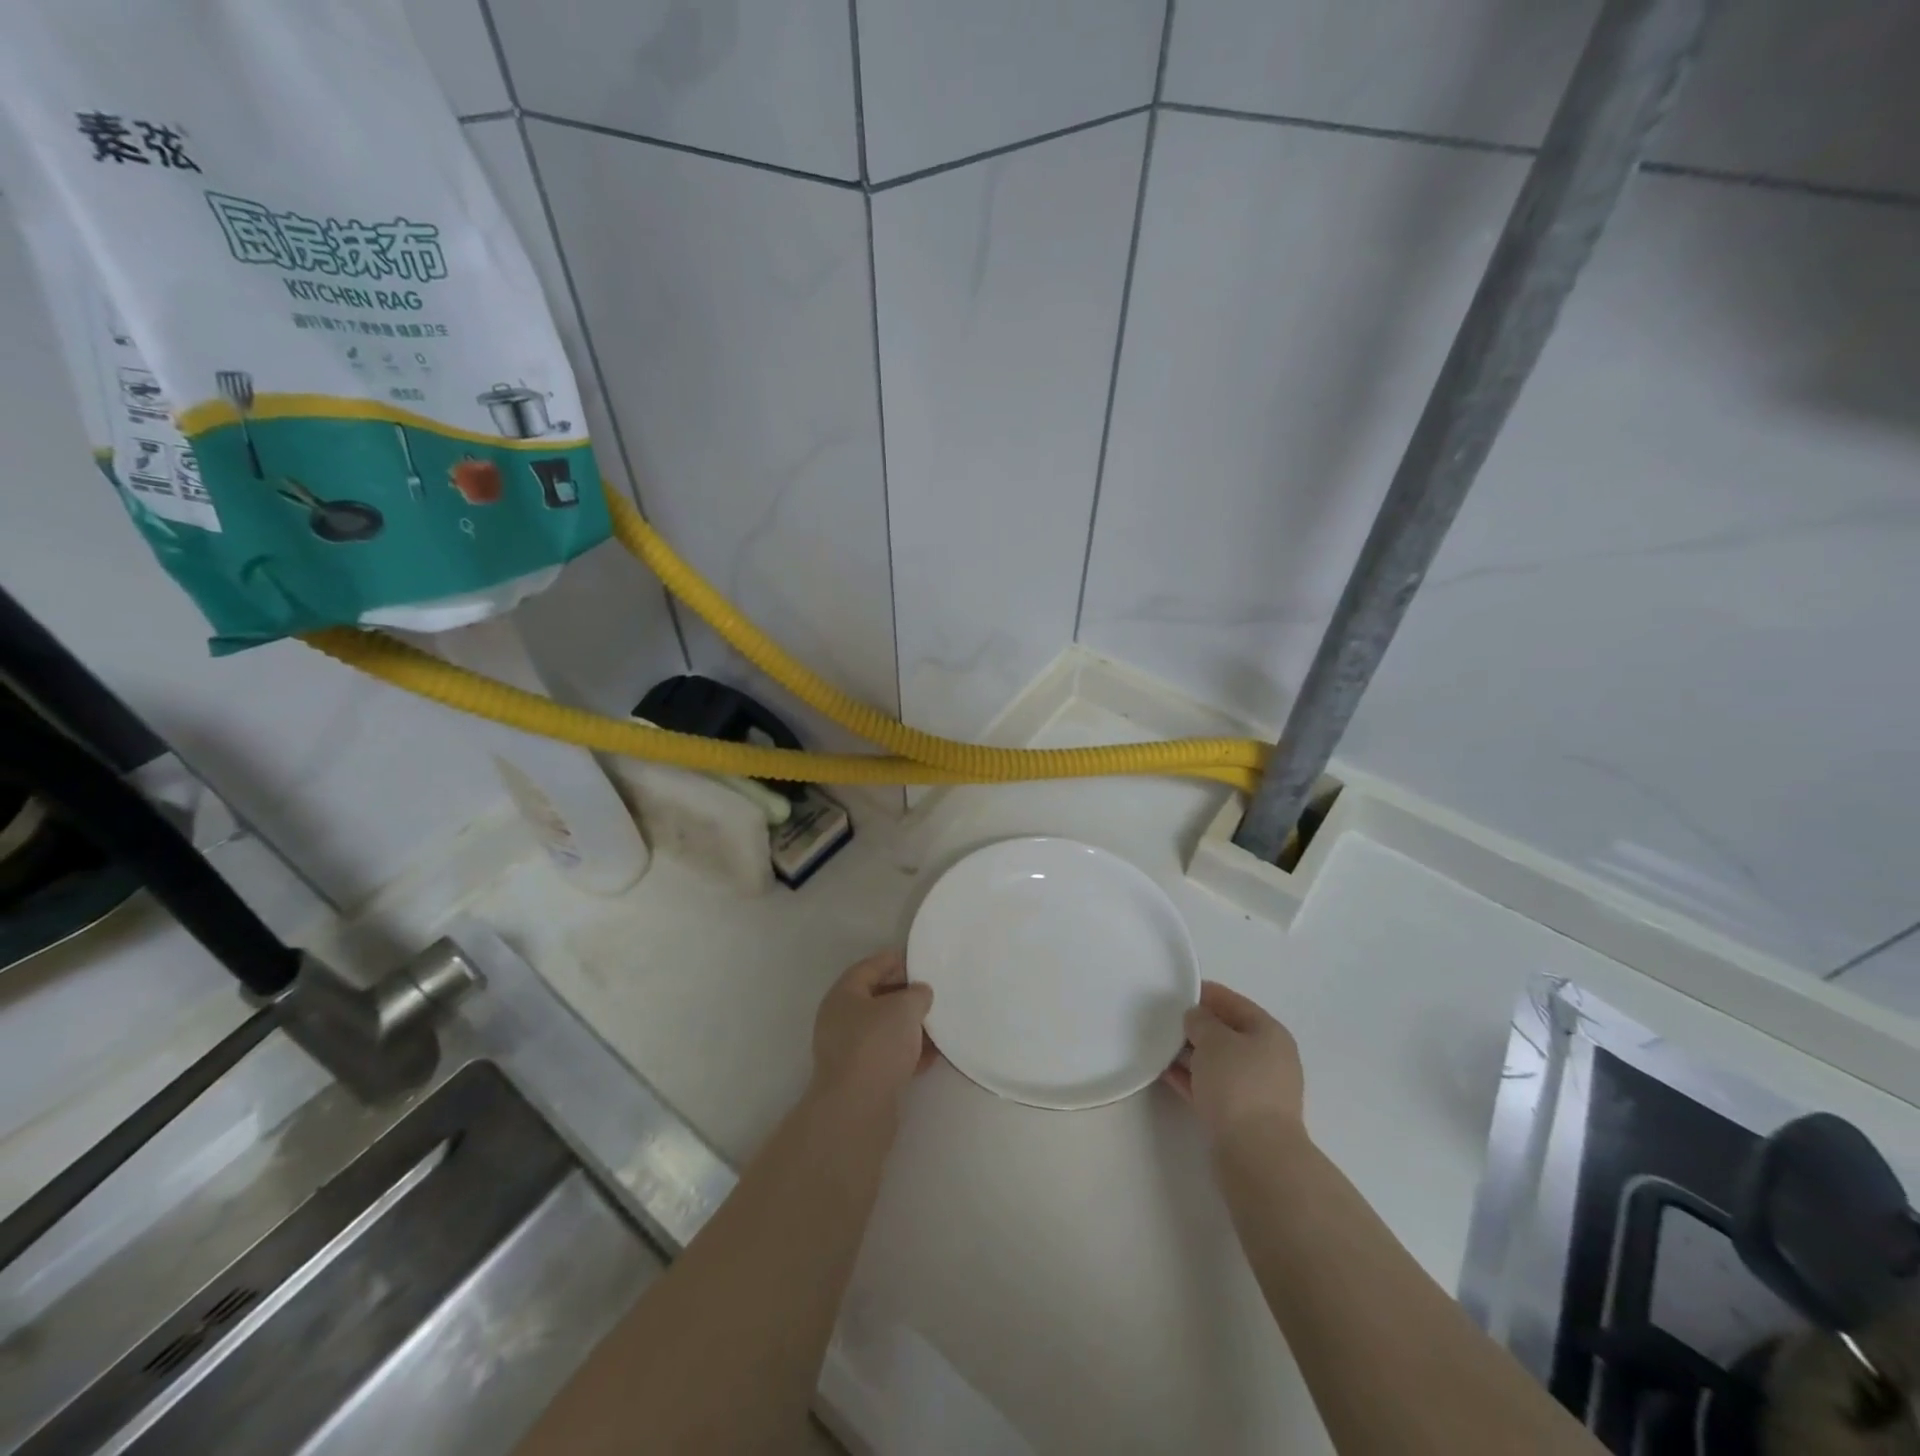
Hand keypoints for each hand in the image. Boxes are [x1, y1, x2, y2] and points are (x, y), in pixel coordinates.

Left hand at [810, 950, 935, 1107]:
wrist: (857, 1109)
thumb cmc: (877, 1045)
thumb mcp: (904, 1008)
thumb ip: (917, 994)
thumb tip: (920, 993)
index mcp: (844, 994)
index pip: (871, 966)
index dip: (896, 960)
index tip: (922, 961)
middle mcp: (841, 1019)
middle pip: (878, 998)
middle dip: (906, 995)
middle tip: (933, 992)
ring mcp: (849, 1050)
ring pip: (885, 1029)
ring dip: (910, 1026)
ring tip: (939, 1023)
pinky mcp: (861, 1077)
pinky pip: (889, 1055)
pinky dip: (909, 1052)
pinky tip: (933, 1055)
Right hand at [1163, 981, 1305, 1146]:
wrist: (1256, 1155)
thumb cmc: (1238, 1084)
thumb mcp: (1214, 1040)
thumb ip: (1201, 1021)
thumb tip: (1196, 1019)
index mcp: (1269, 1033)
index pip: (1234, 1002)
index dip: (1205, 993)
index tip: (1176, 989)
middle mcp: (1267, 1058)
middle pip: (1226, 1033)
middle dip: (1196, 1025)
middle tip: (1163, 1018)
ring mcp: (1255, 1089)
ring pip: (1217, 1061)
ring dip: (1190, 1053)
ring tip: (1158, 1044)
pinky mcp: (1240, 1115)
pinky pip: (1211, 1086)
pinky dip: (1190, 1077)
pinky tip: (1164, 1071)